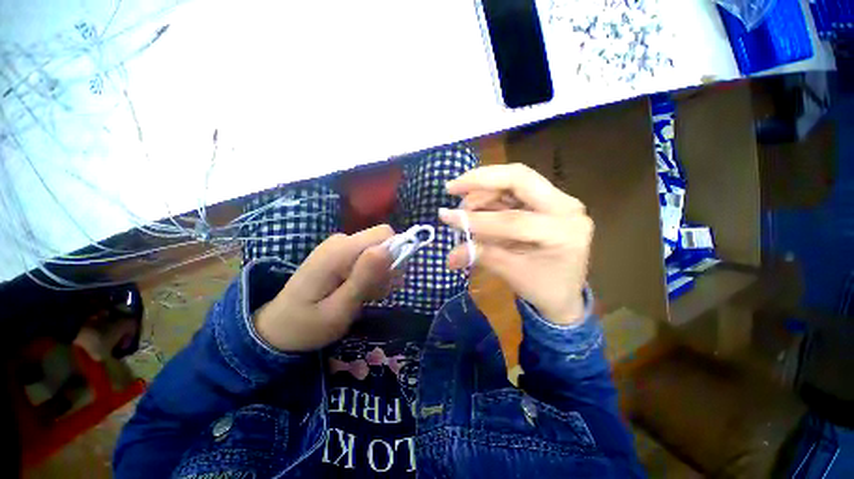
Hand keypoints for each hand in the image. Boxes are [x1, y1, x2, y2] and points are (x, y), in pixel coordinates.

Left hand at [254, 225, 395, 351]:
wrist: (279, 328)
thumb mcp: (339, 309)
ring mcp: (340, 245)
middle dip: (388, 267)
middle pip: (383, 241)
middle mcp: (341, 240)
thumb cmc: (308, 325)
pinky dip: (373, 274)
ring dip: (381, 273)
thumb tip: (389, 249)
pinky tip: (362, 290)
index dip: (394, 255)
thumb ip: (365, 277)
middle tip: (376, 293)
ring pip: (379, 250)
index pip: (385, 234)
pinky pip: (369, 256)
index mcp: (340, 250)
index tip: (388, 283)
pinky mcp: (341, 253)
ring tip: (366, 296)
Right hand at [439, 164, 592, 325]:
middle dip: (480, 180)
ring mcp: (559, 200)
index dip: (476, 219)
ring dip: (483, 188)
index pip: (513, 220)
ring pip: (515, 179)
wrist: (564, 292)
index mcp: (563, 232)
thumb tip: (449, 256)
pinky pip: (515, 188)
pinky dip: (490, 193)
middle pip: (519, 178)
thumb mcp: (511, 274)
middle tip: (452, 187)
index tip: (446, 216)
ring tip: (463, 205)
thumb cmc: (543, 288)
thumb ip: (480, 256)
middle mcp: (566, 207)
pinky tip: (475, 204)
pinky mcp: (548, 200)